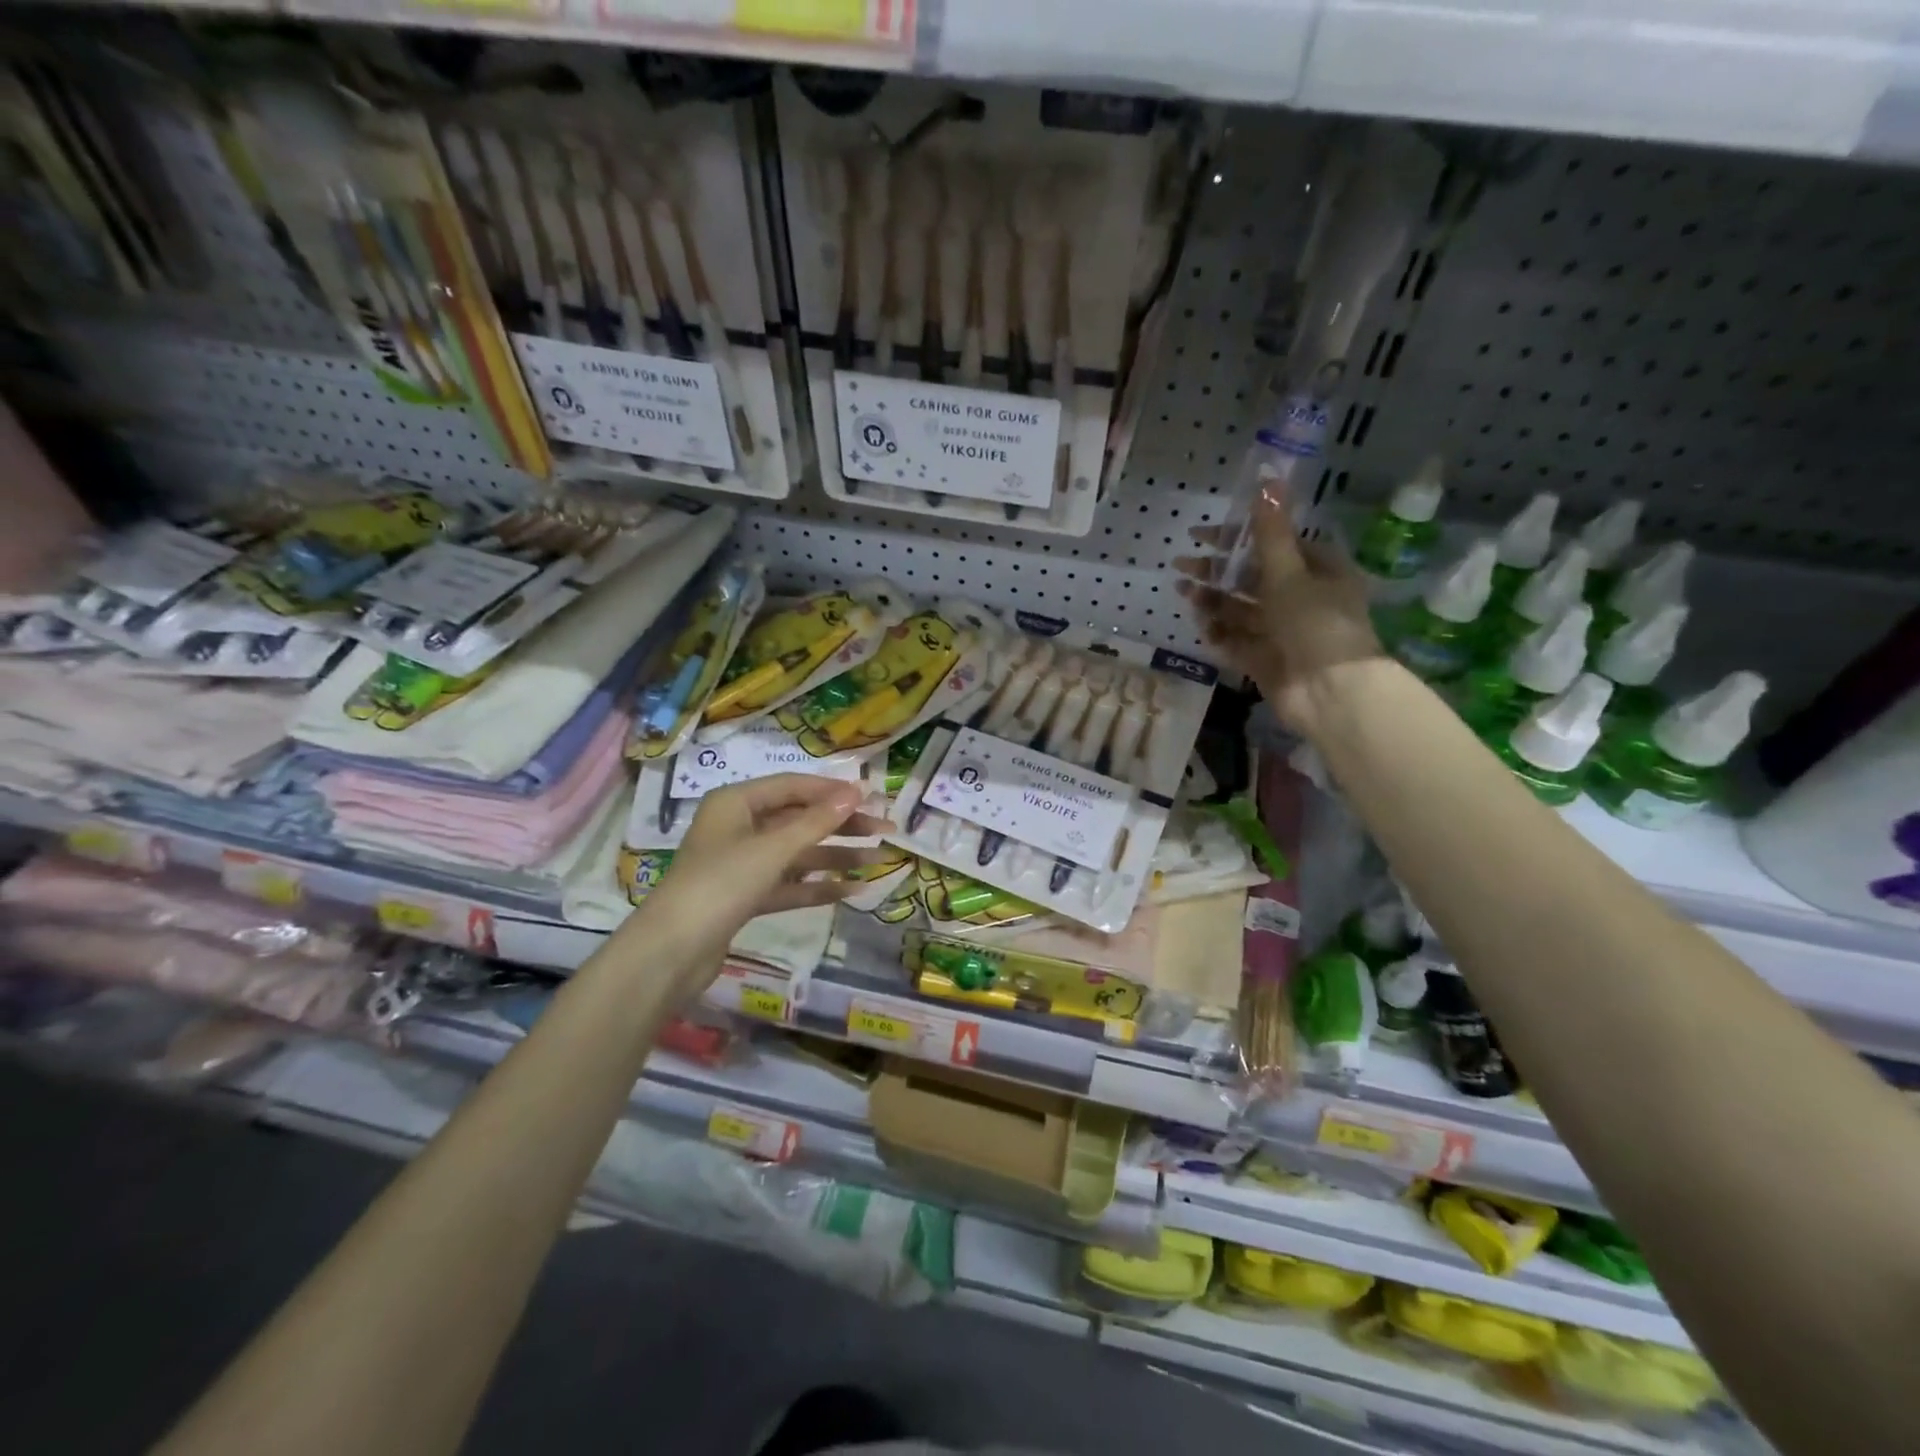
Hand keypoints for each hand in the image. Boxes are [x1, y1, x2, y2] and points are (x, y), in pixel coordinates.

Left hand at [621, 774, 890, 1001]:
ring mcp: (742, 864)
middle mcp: (739, 827)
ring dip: (835, 857)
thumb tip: (856, 792)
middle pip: (799, 819)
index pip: (794, 786)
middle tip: (885, 830)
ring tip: (878, 862)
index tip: (873, 798)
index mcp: (736, 802)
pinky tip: (851, 890)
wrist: (672, 952)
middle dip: (842, 825)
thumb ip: (816, 822)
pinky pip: (788, 884)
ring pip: (797, 854)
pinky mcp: (745, 897)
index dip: (833, 791)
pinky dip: (817, 886)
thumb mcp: (773, 849)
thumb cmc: (720, 884)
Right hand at [1176, 487, 1382, 733]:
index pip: (1272, 545)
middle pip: (1251, 579)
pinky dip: (1219, 632)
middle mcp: (1300, 599)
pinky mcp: (1265, 660)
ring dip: (1212, 600)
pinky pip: (1236, 641)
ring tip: (1183, 591)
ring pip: (1240, 610)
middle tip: (1181, 565)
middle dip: (1217, 571)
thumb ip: (1271, 532)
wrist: (1331, 693)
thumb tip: (1267, 478)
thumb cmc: (1316, 623)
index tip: (1201, 534)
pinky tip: (1200, 624)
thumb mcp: (1291, 572)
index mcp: (1318, 571)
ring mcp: (1281, 632)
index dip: (1237, 538)